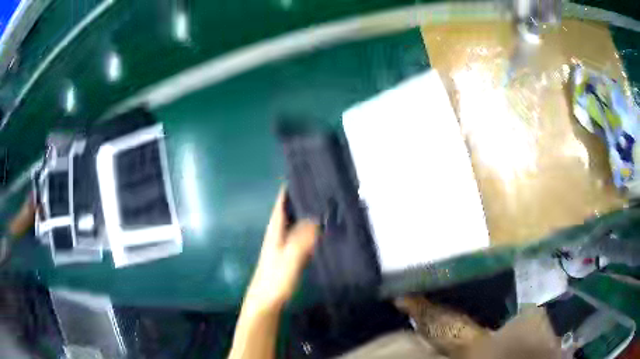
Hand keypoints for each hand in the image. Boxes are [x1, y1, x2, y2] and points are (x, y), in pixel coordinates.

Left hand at [243, 186, 318, 313]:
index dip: (288, 191)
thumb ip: (300, 241)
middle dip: (300, 200)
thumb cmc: (274, 281)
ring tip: (323, 205)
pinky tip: (320, 231)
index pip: (280, 205)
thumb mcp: (288, 260)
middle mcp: (277, 236)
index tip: (301, 176)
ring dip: (304, 215)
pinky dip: (308, 231)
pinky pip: (299, 238)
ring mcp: (282, 248)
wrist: (265, 303)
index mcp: (274, 232)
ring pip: (294, 225)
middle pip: (287, 213)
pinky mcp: (288, 258)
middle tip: (319, 189)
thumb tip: (315, 220)